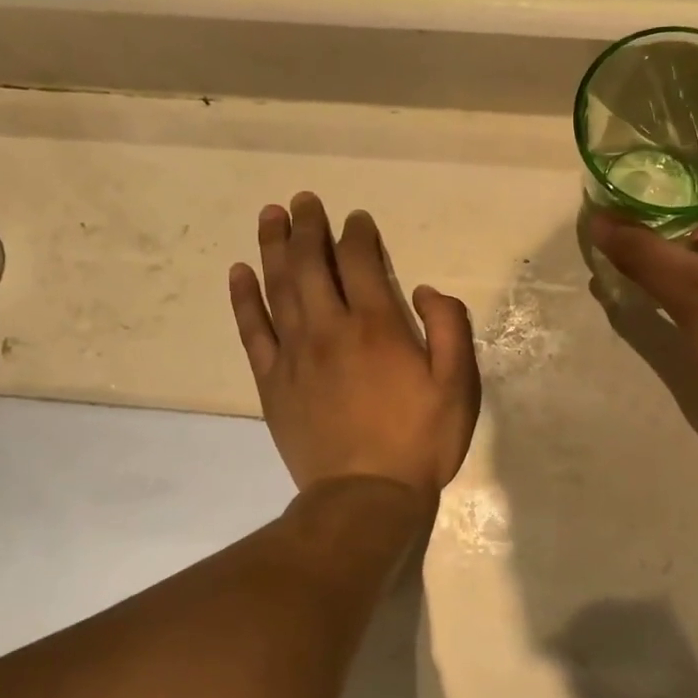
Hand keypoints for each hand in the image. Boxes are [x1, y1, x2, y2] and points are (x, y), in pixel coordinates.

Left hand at [230, 193, 480, 499]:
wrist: (365, 497)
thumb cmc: (420, 441)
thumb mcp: (459, 384)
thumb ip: (448, 327)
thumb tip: (422, 289)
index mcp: (377, 326)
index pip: (360, 262)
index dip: (357, 234)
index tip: (355, 219)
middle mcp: (330, 329)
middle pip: (311, 264)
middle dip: (308, 227)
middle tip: (303, 200)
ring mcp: (295, 354)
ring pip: (278, 287)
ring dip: (273, 247)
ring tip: (270, 215)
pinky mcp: (273, 382)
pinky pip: (252, 330)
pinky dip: (243, 299)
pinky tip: (239, 273)